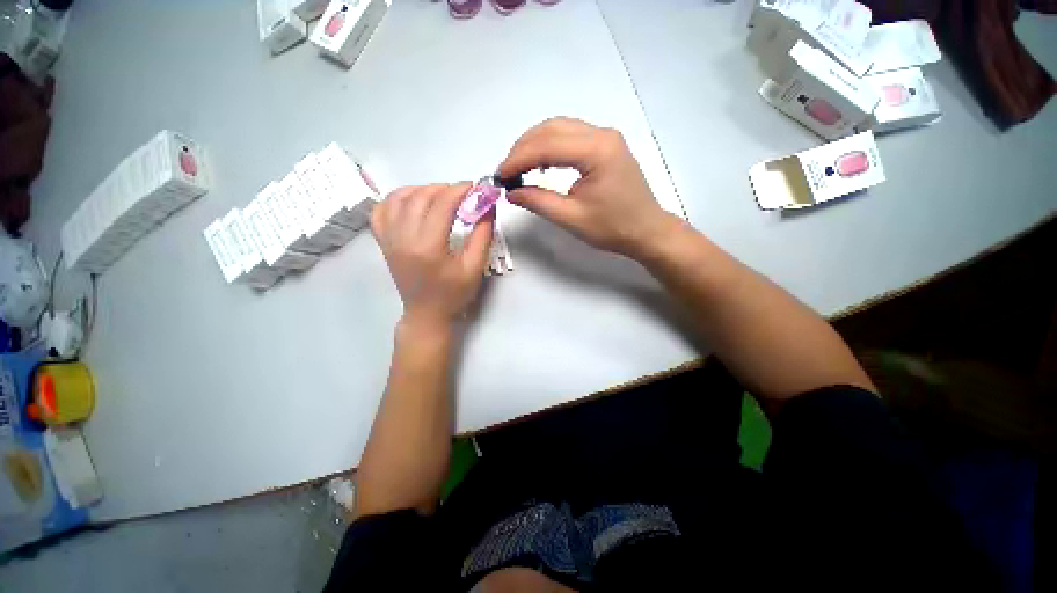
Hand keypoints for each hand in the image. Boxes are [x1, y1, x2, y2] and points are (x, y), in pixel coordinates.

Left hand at [371, 183, 493, 328]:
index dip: (460, 190)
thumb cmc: (454, 294)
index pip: (442, 204)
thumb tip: (487, 205)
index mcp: (428, 247)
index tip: (475, 187)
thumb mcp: (475, 267)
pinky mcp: (384, 242)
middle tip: (463, 193)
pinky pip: (382, 211)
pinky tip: (412, 201)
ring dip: (422, 189)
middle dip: (444, 188)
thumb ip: (483, 234)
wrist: (427, 314)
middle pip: (420, 197)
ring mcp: (389, 239)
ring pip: (398, 198)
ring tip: (441, 195)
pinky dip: (396, 199)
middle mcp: (403, 238)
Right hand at [498, 117, 677, 258]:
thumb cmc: (613, 228)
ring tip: (519, 168)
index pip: (547, 145)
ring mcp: (606, 138)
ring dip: (535, 145)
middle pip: (552, 128)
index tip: (500, 176)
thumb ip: (539, 201)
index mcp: (596, 151)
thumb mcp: (572, 218)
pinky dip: (550, 147)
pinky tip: (540, 163)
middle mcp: (602, 135)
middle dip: (523, 148)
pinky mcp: (606, 146)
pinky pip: (571, 137)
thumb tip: (511, 192)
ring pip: (560, 128)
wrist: (646, 231)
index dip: (518, 159)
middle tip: (507, 171)